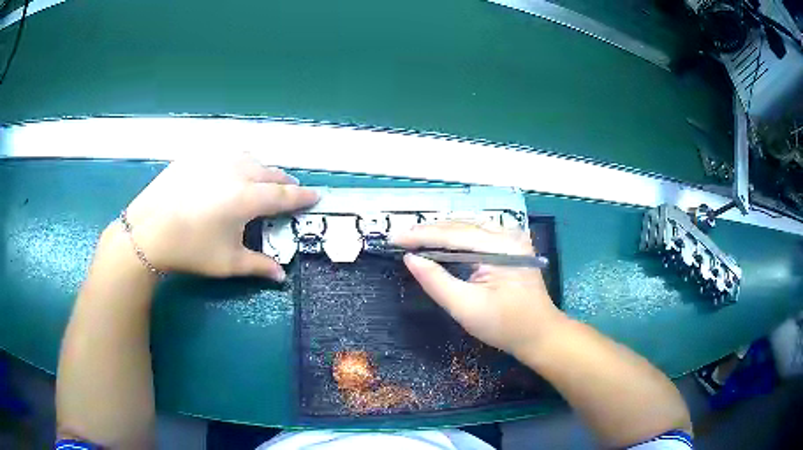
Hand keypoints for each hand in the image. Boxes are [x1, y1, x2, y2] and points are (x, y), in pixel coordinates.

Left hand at [120, 153, 318, 279]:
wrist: (148, 232)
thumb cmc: (191, 250)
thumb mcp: (227, 263)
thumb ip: (259, 266)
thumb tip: (281, 276)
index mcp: (247, 197)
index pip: (284, 194)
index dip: (302, 196)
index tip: (316, 196)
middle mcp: (236, 171)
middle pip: (269, 172)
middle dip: (283, 182)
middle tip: (288, 192)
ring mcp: (215, 159)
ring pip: (249, 158)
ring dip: (262, 169)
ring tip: (261, 180)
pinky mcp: (197, 156)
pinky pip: (226, 153)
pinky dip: (238, 161)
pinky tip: (230, 172)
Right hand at [391, 222, 564, 355]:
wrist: (540, 335)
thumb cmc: (506, 326)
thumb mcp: (466, 308)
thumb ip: (436, 281)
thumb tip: (410, 258)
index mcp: (502, 246)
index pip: (454, 235)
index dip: (420, 236)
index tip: (393, 238)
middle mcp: (508, 234)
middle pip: (460, 227)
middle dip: (427, 233)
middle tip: (398, 239)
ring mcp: (511, 239)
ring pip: (466, 230)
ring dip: (438, 235)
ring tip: (411, 240)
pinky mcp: (509, 248)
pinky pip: (475, 238)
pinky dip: (453, 242)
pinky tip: (437, 246)